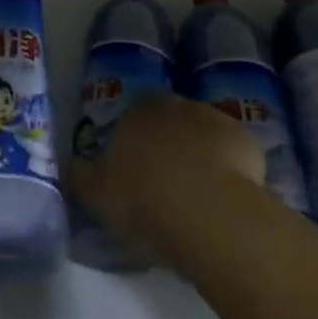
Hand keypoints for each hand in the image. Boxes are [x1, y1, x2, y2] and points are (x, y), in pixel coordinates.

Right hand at [66, 95, 264, 266]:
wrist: (210, 214)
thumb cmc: (144, 199)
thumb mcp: (96, 194)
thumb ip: (79, 175)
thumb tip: (69, 164)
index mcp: (137, 111)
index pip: (132, 116)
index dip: (132, 142)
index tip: (132, 173)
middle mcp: (176, 104)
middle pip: (169, 122)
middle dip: (167, 147)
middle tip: (163, 187)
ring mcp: (216, 120)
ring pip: (202, 137)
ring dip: (199, 158)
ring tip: (196, 200)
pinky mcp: (248, 142)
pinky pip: (234, 156)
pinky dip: (229, 172)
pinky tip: (224, 202)